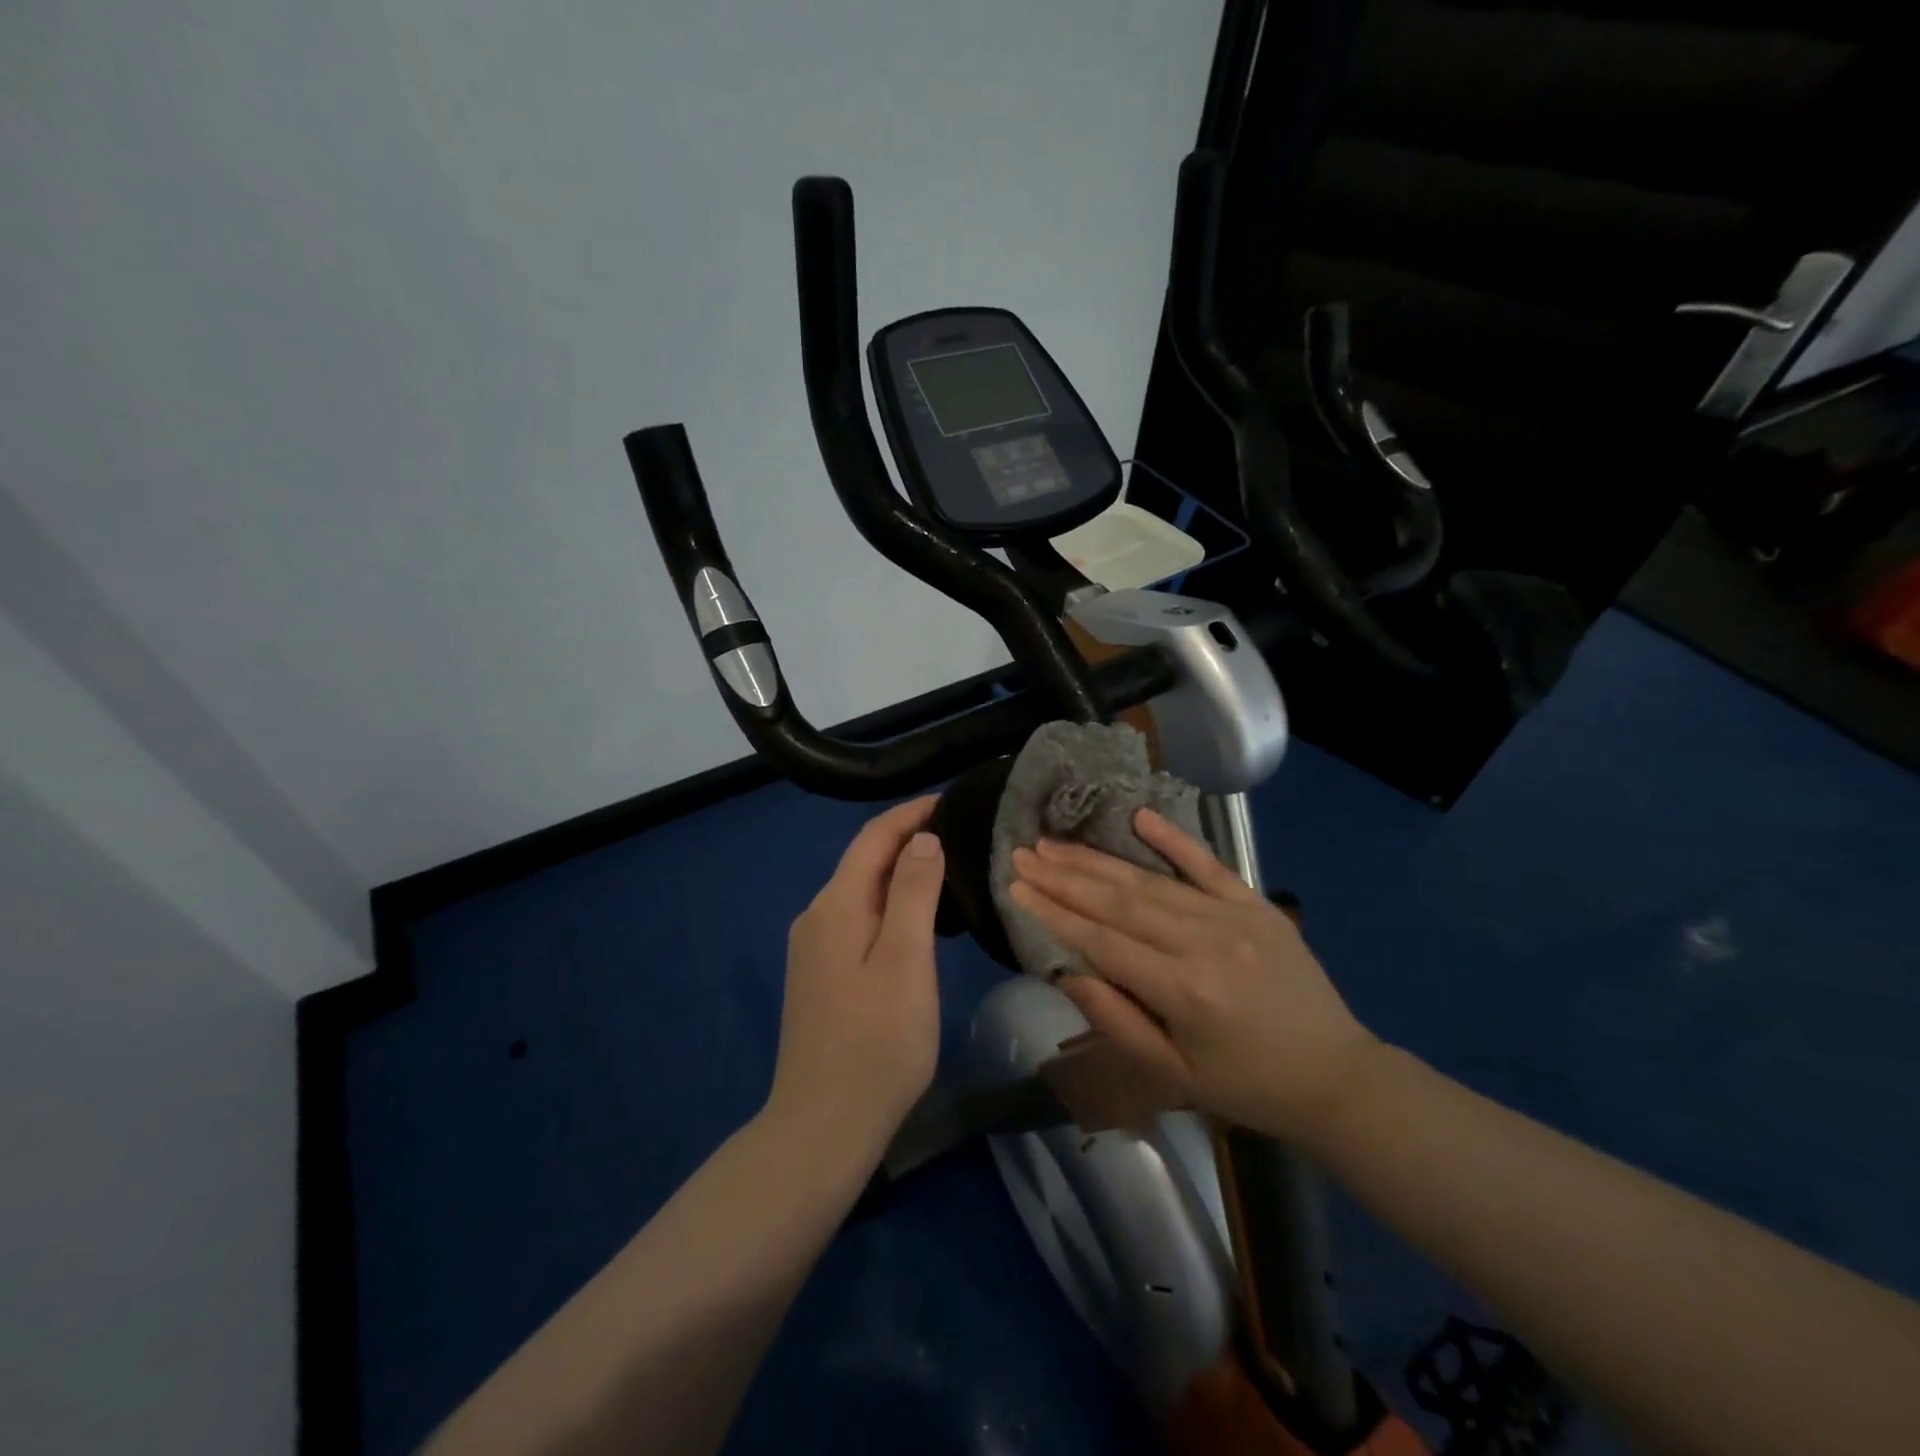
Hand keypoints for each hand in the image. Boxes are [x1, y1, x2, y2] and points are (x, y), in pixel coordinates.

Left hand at [767, 797, 945, 1158]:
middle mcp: (816, 917)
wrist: (822, 1126)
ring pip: (860, 892)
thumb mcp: (906, 960)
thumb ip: (914, 893)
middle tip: (959, 833)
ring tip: (946, 869)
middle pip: (863, 861)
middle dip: (906, 839)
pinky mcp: (819, 976)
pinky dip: (887, 904)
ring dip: (898, 872)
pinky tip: (914, 919)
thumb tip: (923, 838)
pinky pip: (856, 919)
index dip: (910, 814)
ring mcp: (812, 949)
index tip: (950, 800)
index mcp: (835, 905)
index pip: (873, 837)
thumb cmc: (877, 1042)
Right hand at [1009, 808, 1377, 1143]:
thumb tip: (1066, 971)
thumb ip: (1117, 1022)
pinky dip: (1172, 839)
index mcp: (1183, 990)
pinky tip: (1138, 816)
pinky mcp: (1255, 903)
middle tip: (1023, 854)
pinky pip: (1207, 864)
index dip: (1054, 913)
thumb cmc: (1246, 1086)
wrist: (1336, 1075)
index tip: (1016, 888)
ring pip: (1150, 881)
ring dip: (1097, 860)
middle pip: (1118, 901)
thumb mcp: (1174, 1075)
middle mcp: (1203, 942)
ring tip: (1054, 843)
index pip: (1102, 941)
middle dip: (1064, 876)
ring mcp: (1233, 916)